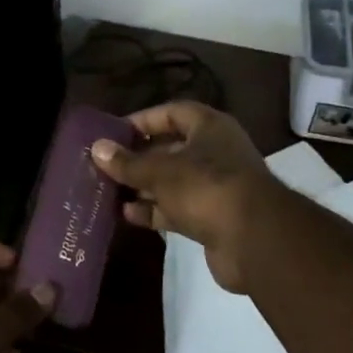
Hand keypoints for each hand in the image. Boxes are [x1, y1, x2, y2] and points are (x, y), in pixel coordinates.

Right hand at [90, 100, 277, 292]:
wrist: (255, 240)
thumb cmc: (206, 188)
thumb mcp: (160, 171)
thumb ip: (128, 162)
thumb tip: (97, 148)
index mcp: (209, 127)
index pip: (172, 112)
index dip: (143, 120)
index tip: (114, 132)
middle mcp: (216, 151)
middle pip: (171, 148)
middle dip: (139, 157)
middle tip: (107, 164)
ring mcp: (217, 186)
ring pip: (174, 180)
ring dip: (145, 186)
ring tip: (109, 191)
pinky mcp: (214, 217)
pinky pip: (179, 207)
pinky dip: (156, 210)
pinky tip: (128, 215)